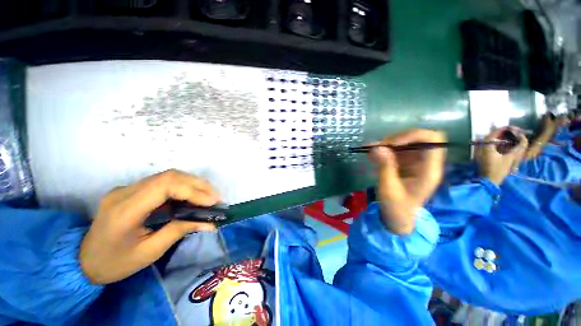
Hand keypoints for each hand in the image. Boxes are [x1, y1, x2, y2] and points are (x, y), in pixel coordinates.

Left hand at [80, 169, 219, 283]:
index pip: (165, 186)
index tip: (213, 202)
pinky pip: (163, 182)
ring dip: (193, 183)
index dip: (193, 191)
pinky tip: (193, 196)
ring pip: (168, 176)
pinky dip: (183, 187)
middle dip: (198, 184)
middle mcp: (125, 192)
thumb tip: (209, 223)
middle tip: (216, 197)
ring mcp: (127, 188)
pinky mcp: (132, 190)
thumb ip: (179, 231)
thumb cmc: (114, 263)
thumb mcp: (149, 252)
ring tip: (209, 196)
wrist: (82, 261)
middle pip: (169, 176)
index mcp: (125, 209)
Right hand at [369, 129, 446, 234]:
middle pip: (419, 137)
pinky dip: (384, 148)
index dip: (413, 135)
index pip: (433, 140)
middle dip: (397, 139)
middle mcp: (426, 162)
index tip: (392, 143)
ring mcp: (416, 161)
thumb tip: (378, 147)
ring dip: (388, 143)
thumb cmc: (395, 205)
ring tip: (370, 149)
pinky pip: (397, 149)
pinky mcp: (406, 162)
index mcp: (429, 170)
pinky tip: (371, 152)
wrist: (397, 216)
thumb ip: (385, 166)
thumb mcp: (388, 187)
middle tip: (378, 147)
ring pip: (406, 141)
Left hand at [475, 128, 527, 185]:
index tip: (515, 128)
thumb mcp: (509, 159)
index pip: (495, 133)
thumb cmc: (497, 170)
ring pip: (491, 142)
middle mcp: (480, 147)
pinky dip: (498, 145)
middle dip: (504, 134)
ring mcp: (479, 152)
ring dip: (501, 139)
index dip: (505, 129)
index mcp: (485, 146)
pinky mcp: (481, 156)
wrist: (487, 182)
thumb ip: (517, 148)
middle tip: (515, 133)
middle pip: (492, 136)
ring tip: (513, 139)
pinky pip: (489, 147)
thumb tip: (524, 138)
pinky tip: (506, 147)